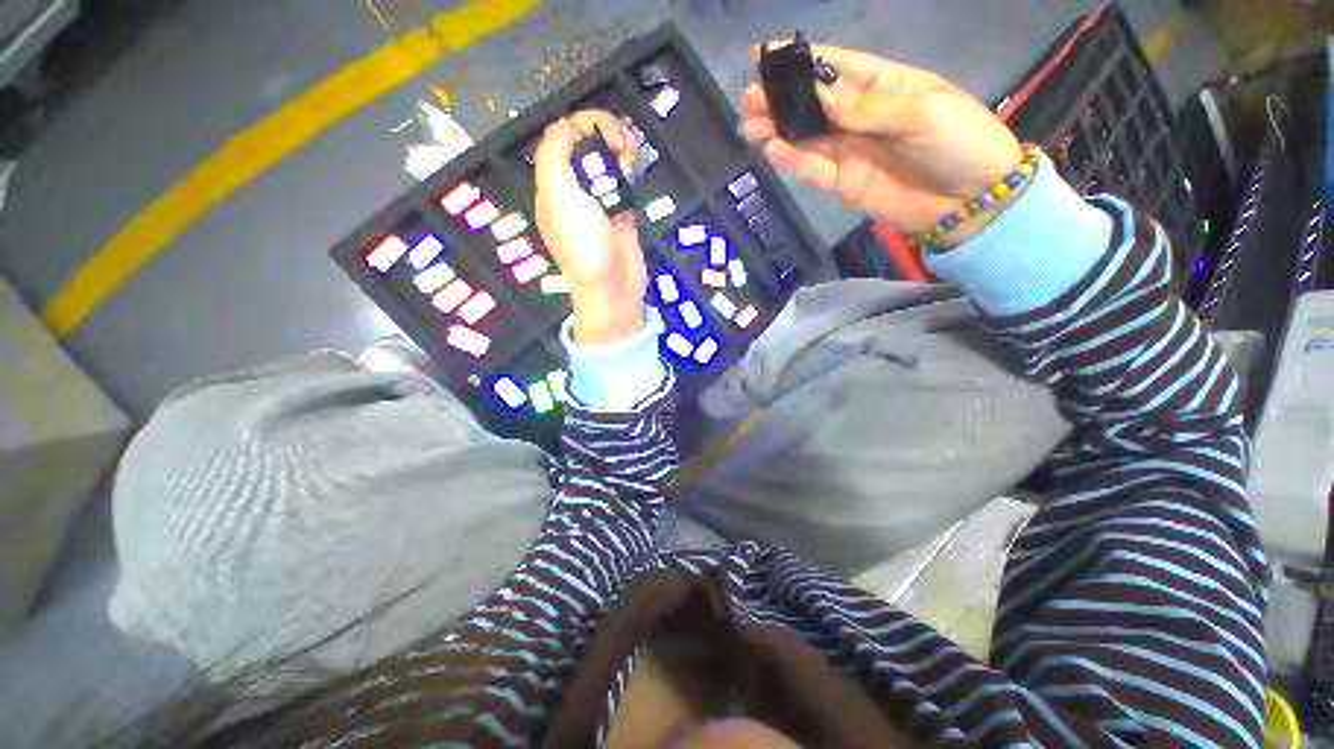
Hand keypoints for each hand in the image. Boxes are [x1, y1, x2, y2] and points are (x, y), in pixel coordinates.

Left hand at [534, 111, 647, 344]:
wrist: (613, 287)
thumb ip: (554, 155)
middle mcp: (572, 191)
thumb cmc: (584, 244)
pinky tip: (634, 171)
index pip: (562, 138)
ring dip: (619, 149)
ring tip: (632, 157)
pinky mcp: (620, 213)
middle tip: (624, 147)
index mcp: (552, 186)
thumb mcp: (558, 197)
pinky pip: (621, 182)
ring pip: (605, 161)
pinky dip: (628, 171)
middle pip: (585, 145)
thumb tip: (565, 126)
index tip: (607, 133)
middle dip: (605, 133)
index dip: (583, 125)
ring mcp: (598, 203)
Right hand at [742, 44, 1022, 239]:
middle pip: (814, 105)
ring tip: (749, 126)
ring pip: (807, 137)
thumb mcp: (921, 113)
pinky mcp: (845, 183)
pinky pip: (814, 170)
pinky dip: (794, 161)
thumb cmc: (959, 143)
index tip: (764, 55)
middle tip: (749, 98)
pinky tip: (773, 149)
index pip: (836, 68)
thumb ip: (867, 107)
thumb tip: (818, 94)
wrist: (969, 203)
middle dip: (781, 99)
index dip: (802, 61)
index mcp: (884, 86)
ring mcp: (851, 151)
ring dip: (779, 130)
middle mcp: (861, 116)